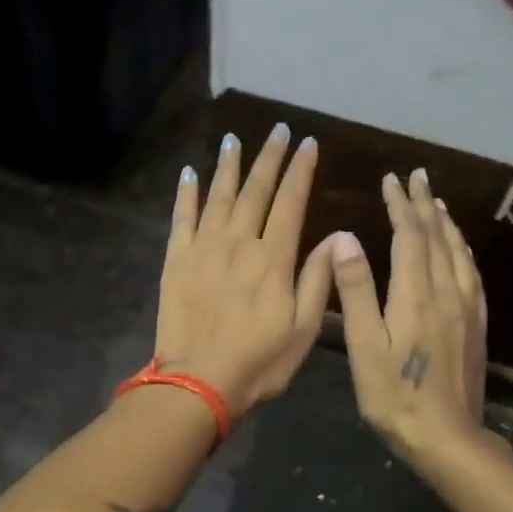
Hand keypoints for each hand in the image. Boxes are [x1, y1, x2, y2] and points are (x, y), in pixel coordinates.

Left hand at [154, 125, 334, 416]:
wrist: (198, 382)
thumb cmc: (259, 361)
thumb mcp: (304, 328)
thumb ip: (318, 278)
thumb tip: (335, 236)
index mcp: (274, 257)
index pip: (291, 201)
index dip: (301, 170)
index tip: (309, 143)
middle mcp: (239, 241)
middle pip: (256, 189)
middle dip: (270, 157)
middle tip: (278, 130)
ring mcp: (204, 247)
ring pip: (218, 195)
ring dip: (228, 165)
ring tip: (234, 139)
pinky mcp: (177, 259)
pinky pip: (181, 217)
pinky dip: (186, 192)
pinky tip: (190, 173)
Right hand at [328, 169, 488, 474]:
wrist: (448, 438)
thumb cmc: (395, 395)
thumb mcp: (365, 345)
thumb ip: (356, 289)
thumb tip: (346, 237)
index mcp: (416, 294)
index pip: (409, 236)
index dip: (400, 205)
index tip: (391, 180)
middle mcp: (447, 293)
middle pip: (437, 237)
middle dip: (424, 204)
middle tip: (416, 177)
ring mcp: (467, 309)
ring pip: (459, 253)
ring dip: (446, 223)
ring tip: (436, 203)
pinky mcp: (477, 326)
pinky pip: (472, 274)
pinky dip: (462, 251)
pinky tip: (459, 251)